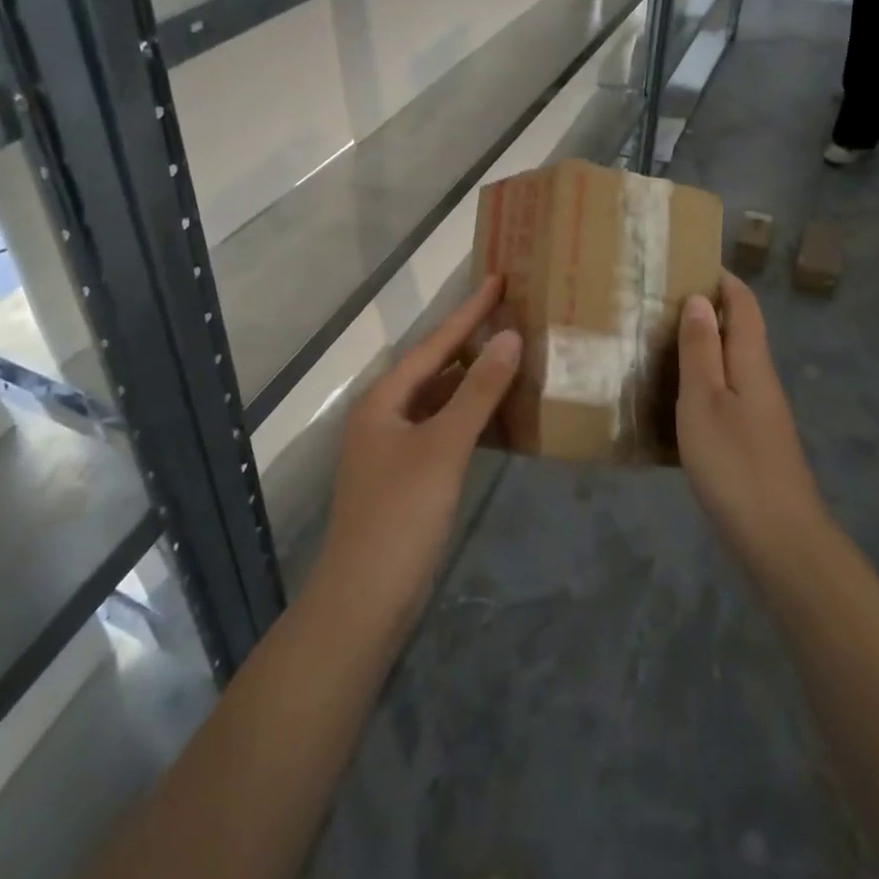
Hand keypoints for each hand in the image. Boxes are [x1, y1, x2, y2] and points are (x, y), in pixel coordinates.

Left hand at [318, 276, 520, 618]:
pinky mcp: (406, 477)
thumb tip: (509, 337)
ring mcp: (393, 448)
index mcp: (384, 398)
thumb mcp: (444, 447)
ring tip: (513, 358)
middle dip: (471, 343)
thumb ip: (478, 391)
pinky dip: (470, 419)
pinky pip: (442, 431)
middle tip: (511, 316)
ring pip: (439, 401)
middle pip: (434, 368)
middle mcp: (384, 415)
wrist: (365, 600)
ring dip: (473, 382)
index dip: (468, 311)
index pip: (434, 343)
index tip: (499, 279)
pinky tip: (500, 419)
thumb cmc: (401, 514)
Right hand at [675, 274, 829, 583]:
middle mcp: (761, 380)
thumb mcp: (705, 400)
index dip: (722, 279)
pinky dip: (700, 381)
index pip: (744, 305)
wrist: (780, 539)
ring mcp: (759, 413)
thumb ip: (701, 349)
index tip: (688, 262)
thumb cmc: (735, 462)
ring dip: (700, 346)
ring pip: (729, 364)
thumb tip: (700, 298)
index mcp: (752, 362)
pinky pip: (725, 393)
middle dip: (705, 309)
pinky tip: (673, 397)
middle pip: (738, 331)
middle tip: (657, 301)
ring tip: (656, 341)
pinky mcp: (752, 440)